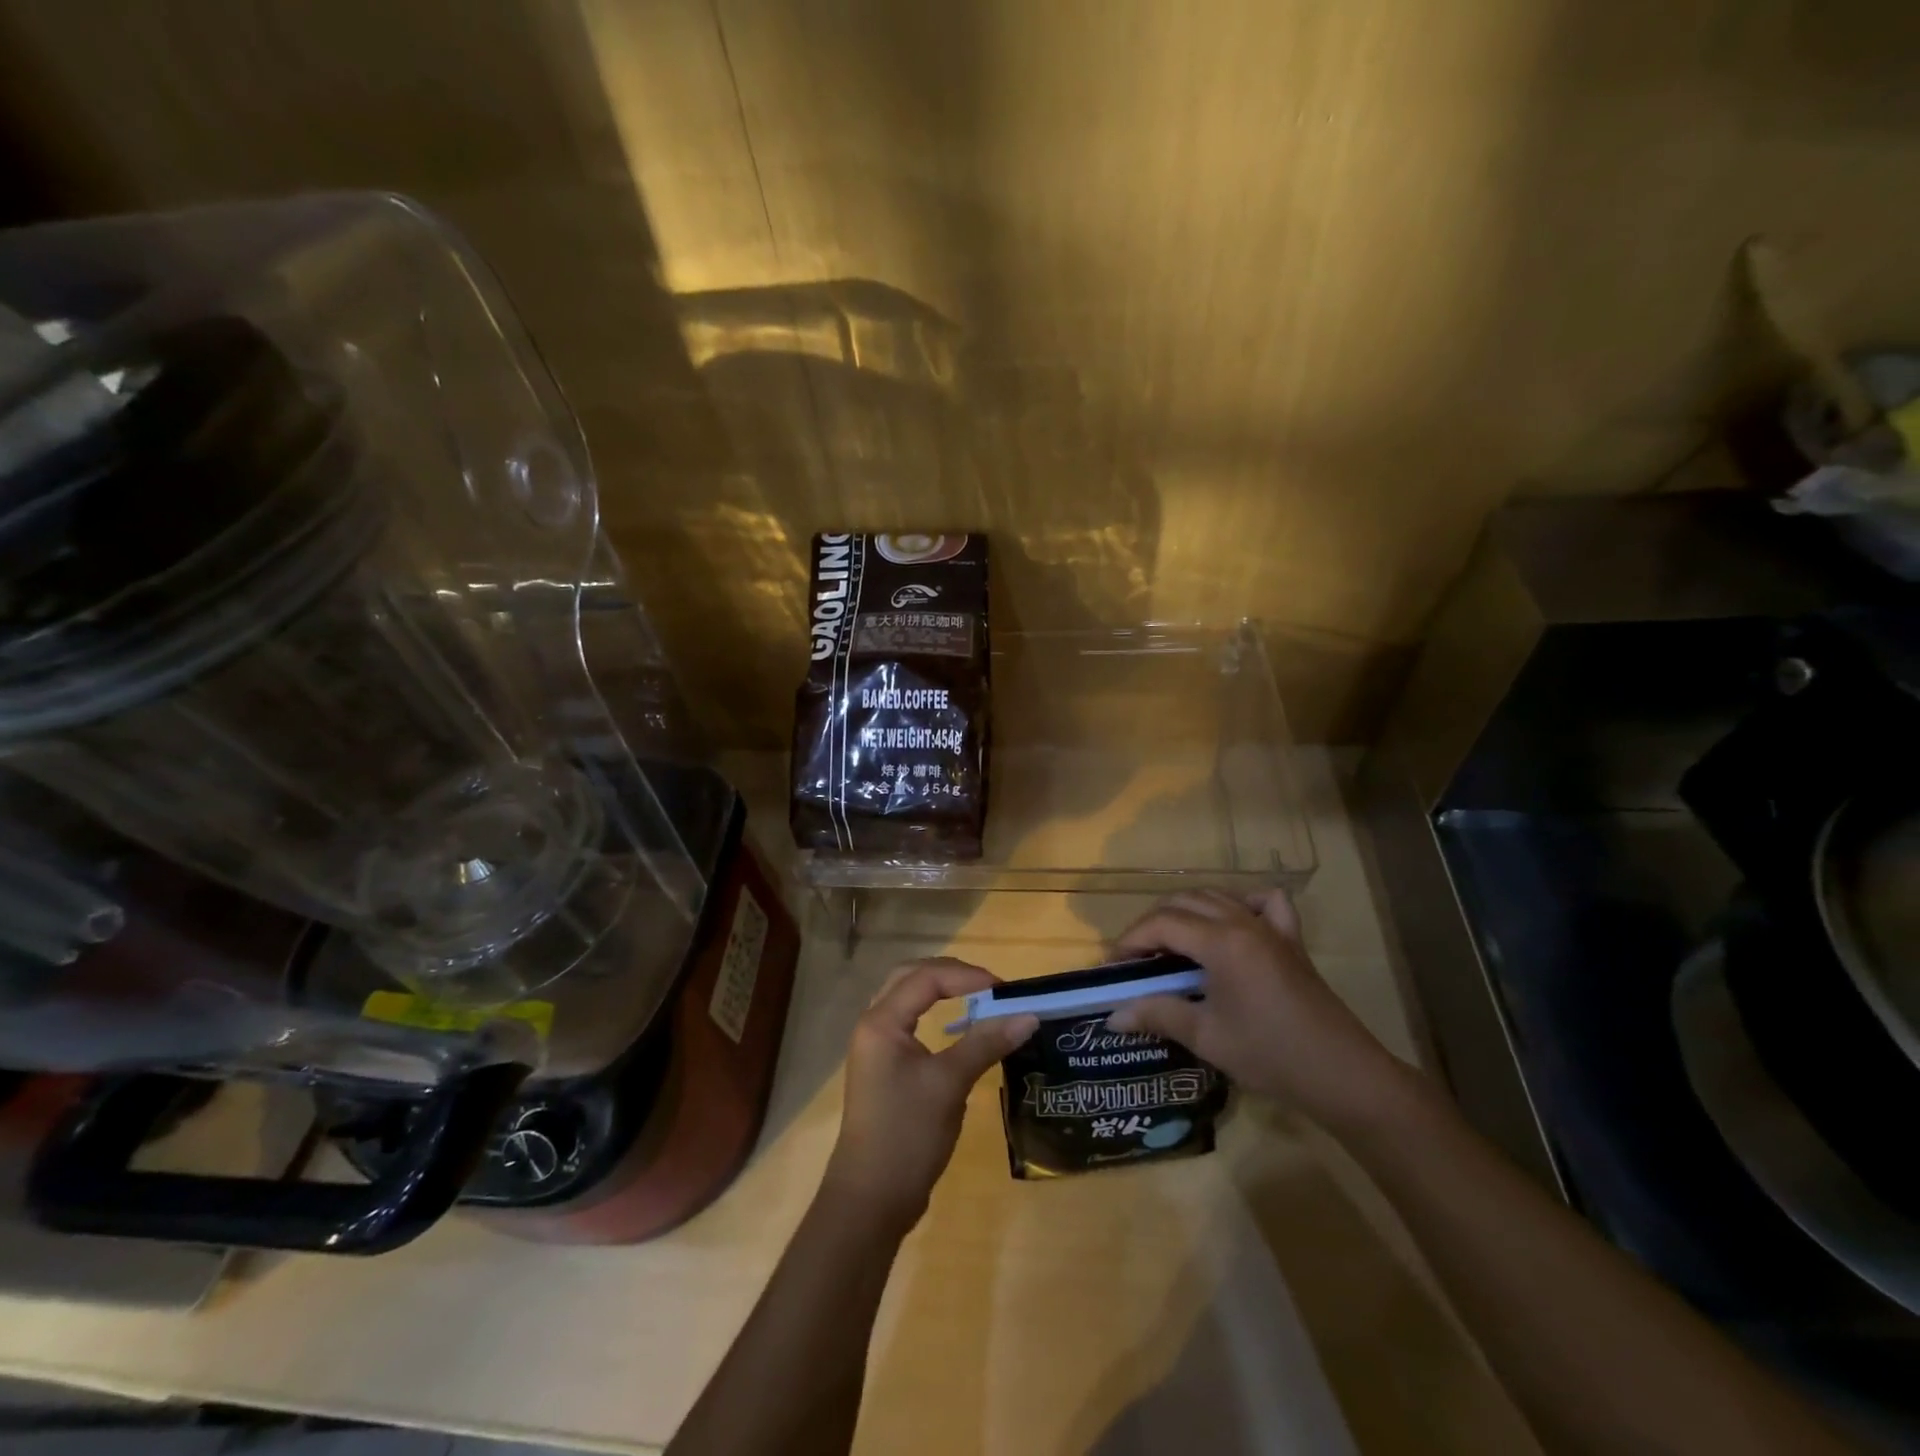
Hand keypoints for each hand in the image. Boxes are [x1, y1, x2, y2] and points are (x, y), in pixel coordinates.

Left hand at [822, 958, 1037, 1230]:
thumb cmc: (907, 1135)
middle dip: (951, 973)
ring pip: (907, 998)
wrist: (871, 1199)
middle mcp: (874, 1025)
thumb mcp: (950, 1084)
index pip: (925, 977)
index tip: (1004, 989)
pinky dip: (934, 1013)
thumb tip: (1028, 1015)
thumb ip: (986, 1043)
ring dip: (940, 990)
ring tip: (978, 997)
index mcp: (881, 1021)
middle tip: (988, 985)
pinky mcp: (885, 1067)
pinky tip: (959, 1027)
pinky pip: (909, 1022)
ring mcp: (877, 1047)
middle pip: (911, 977)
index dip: (966, 975)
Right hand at [1104, 889, 1417, 1129]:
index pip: (1161, 924)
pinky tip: (1232, 923)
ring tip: (1169, 945)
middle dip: (1152, 925)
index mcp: (1221, 941)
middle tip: (1136, 959)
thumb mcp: (1206, 1037)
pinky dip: (1242, 903)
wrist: (1342, 1075)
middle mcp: (1243, 922)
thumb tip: (1113, 1015)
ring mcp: (1271, 927)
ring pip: (1217, 897)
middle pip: (1184, 903)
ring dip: (1186, 912)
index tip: (1113, 967)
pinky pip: (1264, 903)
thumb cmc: (1269, 1055)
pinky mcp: (1291, 940)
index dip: (1131, 941)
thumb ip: (1157, 1015)